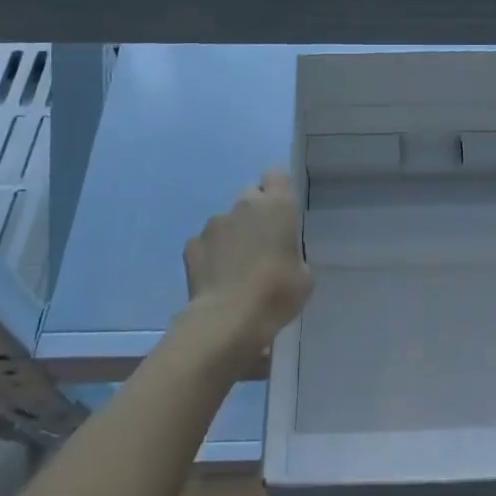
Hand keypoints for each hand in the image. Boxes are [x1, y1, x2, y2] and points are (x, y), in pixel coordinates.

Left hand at [181, 169, 312, 368]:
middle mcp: (244, 205)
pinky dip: (210, 255)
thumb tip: (282, 255)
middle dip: (254, 213)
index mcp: (277, 206)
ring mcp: (214, 223)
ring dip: (232, 235)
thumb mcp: (303, 277)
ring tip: (235, 267)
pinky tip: (216, 278)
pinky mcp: (191, 244)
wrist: (227, 320)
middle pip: (250, 195)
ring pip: (226, 220)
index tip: (281, 210)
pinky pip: (205, 243)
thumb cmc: (276, 294)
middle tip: (261, 243)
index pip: (276, 175)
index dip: (278, 189)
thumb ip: (293, 253)